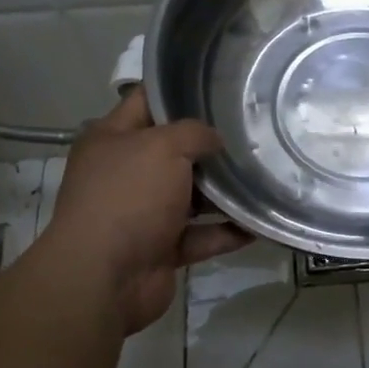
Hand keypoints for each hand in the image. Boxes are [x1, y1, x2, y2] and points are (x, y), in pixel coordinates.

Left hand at [35, 88, 250, 333]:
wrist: (104, 279)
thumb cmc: (128, 197)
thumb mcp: (163, 146)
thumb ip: (195, 133)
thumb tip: (215, 140)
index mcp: (111, 139)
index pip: (146, 102)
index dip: (179, 92)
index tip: (220, 88)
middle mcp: (124, 173)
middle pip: (173, 151)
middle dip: (209, 145)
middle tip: (252, 132)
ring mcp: (142, 213)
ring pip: (190, 195)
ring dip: (223, 191)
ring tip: (263, 175)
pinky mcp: (160, 248)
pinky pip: (199, 235)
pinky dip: (225, 232)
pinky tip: (257, 223)